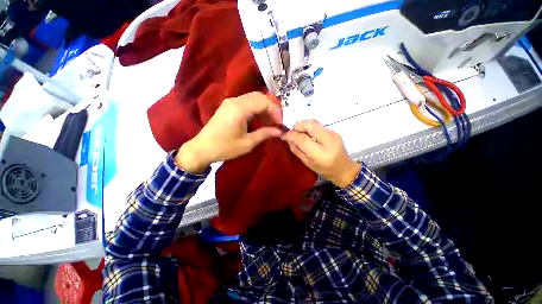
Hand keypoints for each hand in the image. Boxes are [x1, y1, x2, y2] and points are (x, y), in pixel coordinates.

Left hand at [175, 92, 281, 172]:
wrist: (202, 149)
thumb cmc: (225, 147)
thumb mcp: (247, 143)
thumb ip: (265, 134)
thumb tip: (279, 131)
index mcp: (239, 108)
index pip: (264, 101)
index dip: (275, 111)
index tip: (280, 124)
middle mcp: (235, 100)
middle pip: (259, 97)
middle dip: (271, 108)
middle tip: (276, 123)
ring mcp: (230, 102)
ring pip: (253, 99)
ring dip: (264, 109)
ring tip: (269, 123)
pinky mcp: (228, 106)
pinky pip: (246, 103)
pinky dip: (256, 110)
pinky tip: (259, 120)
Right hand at [283, 120, 361, 187]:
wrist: (344, 169)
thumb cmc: (324, 170)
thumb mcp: (307, 163)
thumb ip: (296, 150)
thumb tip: (288, 139)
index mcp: (321, 154)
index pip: (303, 139)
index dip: (291, 135)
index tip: (284, 135)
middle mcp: (328, 140)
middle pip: (310, 124)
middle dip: (298, 126)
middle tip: (293, 133)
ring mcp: (333, 134)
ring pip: (314, 122)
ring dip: (303, 126)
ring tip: (299, 134)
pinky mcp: (334, 131)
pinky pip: (318, 125)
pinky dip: (309, 128)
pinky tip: (308, 136)